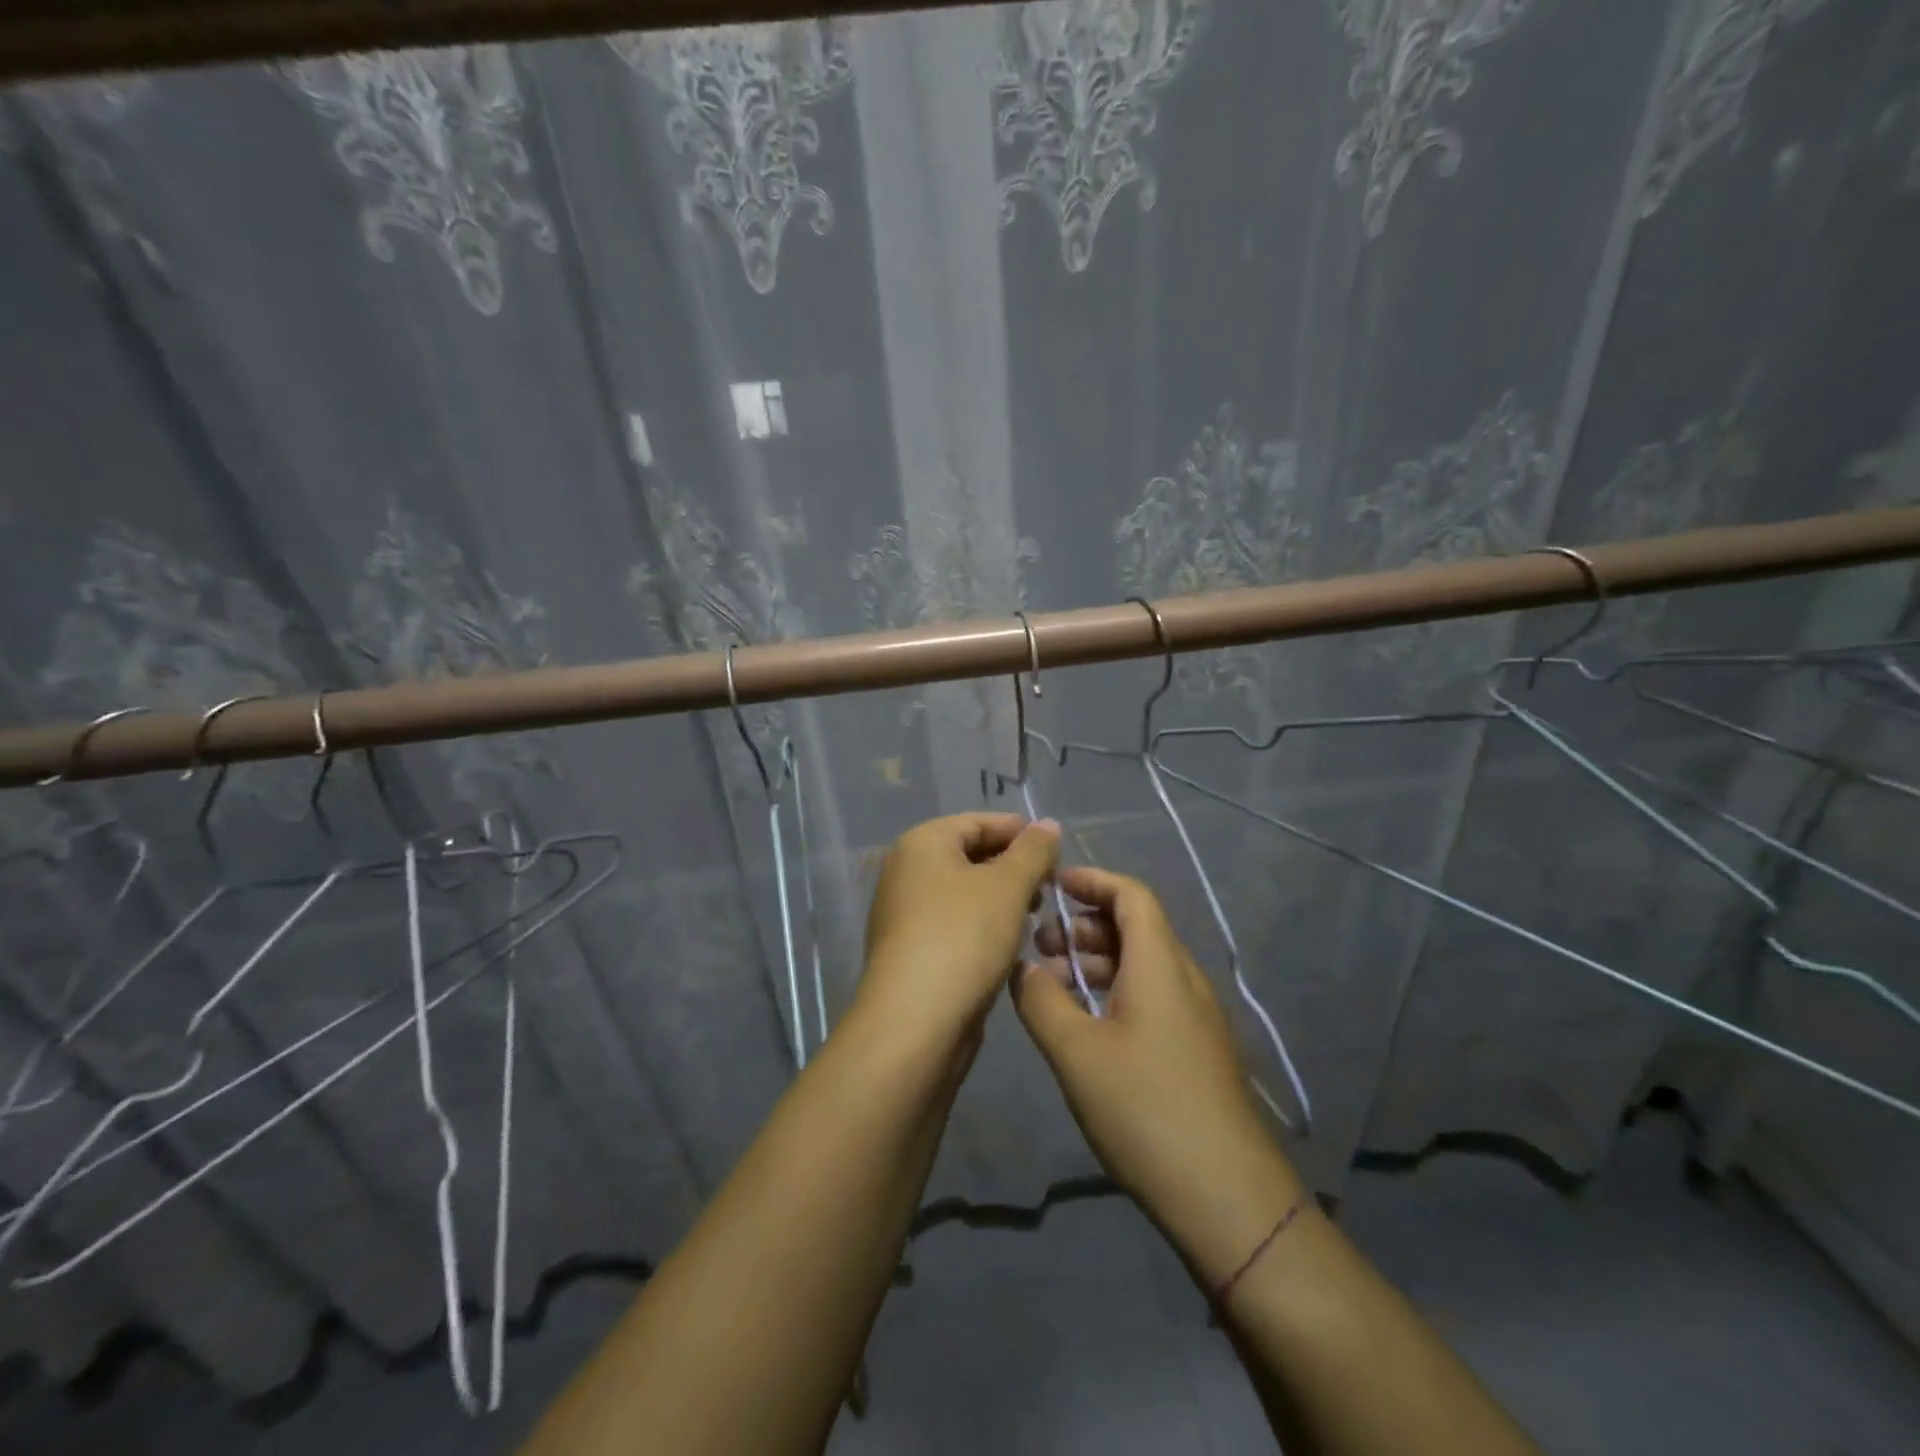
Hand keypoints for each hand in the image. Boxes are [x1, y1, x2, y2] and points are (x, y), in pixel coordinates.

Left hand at [855, 813, 1060, 1056]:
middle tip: (1049, 888)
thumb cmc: (963, 937)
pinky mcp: (910, 950)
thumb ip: (1033, 851)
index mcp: (922, 843)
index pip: (977, 822)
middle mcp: (905, 871)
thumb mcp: (1008, 886)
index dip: (1019, 832)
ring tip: (1034, 917)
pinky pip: (954, 923)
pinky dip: (982, 926)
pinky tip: (1009, 944)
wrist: (915, 1021)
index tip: (1056, 852)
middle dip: (1012, 868)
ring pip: (963, 893)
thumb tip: (1047, 824)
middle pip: (969, 856)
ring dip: (1001, 900)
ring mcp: (904, 913)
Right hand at [1013, 866, 1304, 1282]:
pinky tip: (1084, 1026)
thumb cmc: (1146, 1109)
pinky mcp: (1195, 1050)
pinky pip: (1151, 997)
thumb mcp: (1076, 1052)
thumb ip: (1042, 1000)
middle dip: (1084, 926)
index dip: (1092, 881)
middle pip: (1135, 927)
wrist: (1228, 1197)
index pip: (1131, 895)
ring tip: (1052, 987)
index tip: (1052, 887)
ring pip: (1141, 965)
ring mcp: (1195, 1017)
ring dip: (1096, 962)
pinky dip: (1114, 992)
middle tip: (1039, 949)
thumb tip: (1023, 968)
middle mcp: (1183, 980)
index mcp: (1161, 965)